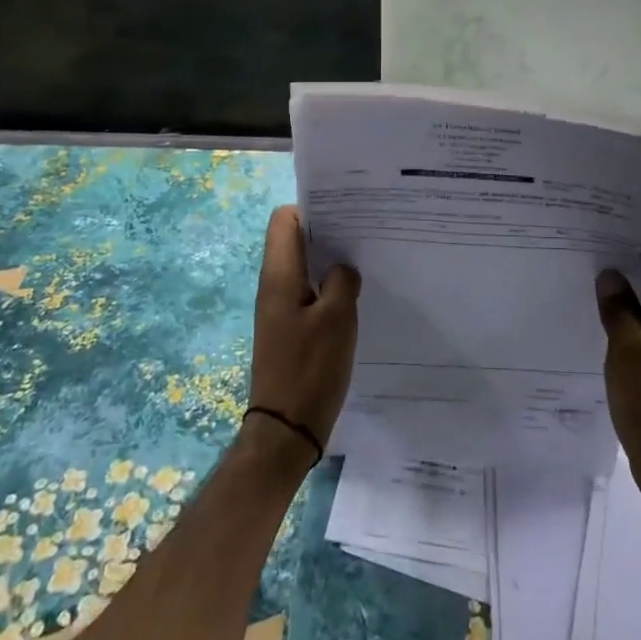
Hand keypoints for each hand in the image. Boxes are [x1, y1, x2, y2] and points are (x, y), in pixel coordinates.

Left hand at [245, 206, 360, 469]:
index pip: (284, 220)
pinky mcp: (290, 330)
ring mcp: (280, 309)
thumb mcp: (337, 318)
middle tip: (364, 232)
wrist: (286, 430)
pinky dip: (329, 287)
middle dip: (327, 232)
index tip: (345, 212)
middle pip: (295, 241)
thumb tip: (343, 268)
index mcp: (279, 275)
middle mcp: (274, 286)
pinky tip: (356, 296)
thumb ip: (343, 280)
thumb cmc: (310, 369)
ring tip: (365, 259)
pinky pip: (309, 293)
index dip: (311, 208)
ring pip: (305, 268)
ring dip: (330, 261)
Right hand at [595, 238, 640, 512]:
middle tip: (580, 241)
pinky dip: (620, 311)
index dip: (635, 229)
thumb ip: (617, 307)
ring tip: (579, 270)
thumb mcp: (628, 351)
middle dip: (620, 253)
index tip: (599, 219)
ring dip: (618, 283)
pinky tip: (590, 311)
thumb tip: (608, 271)